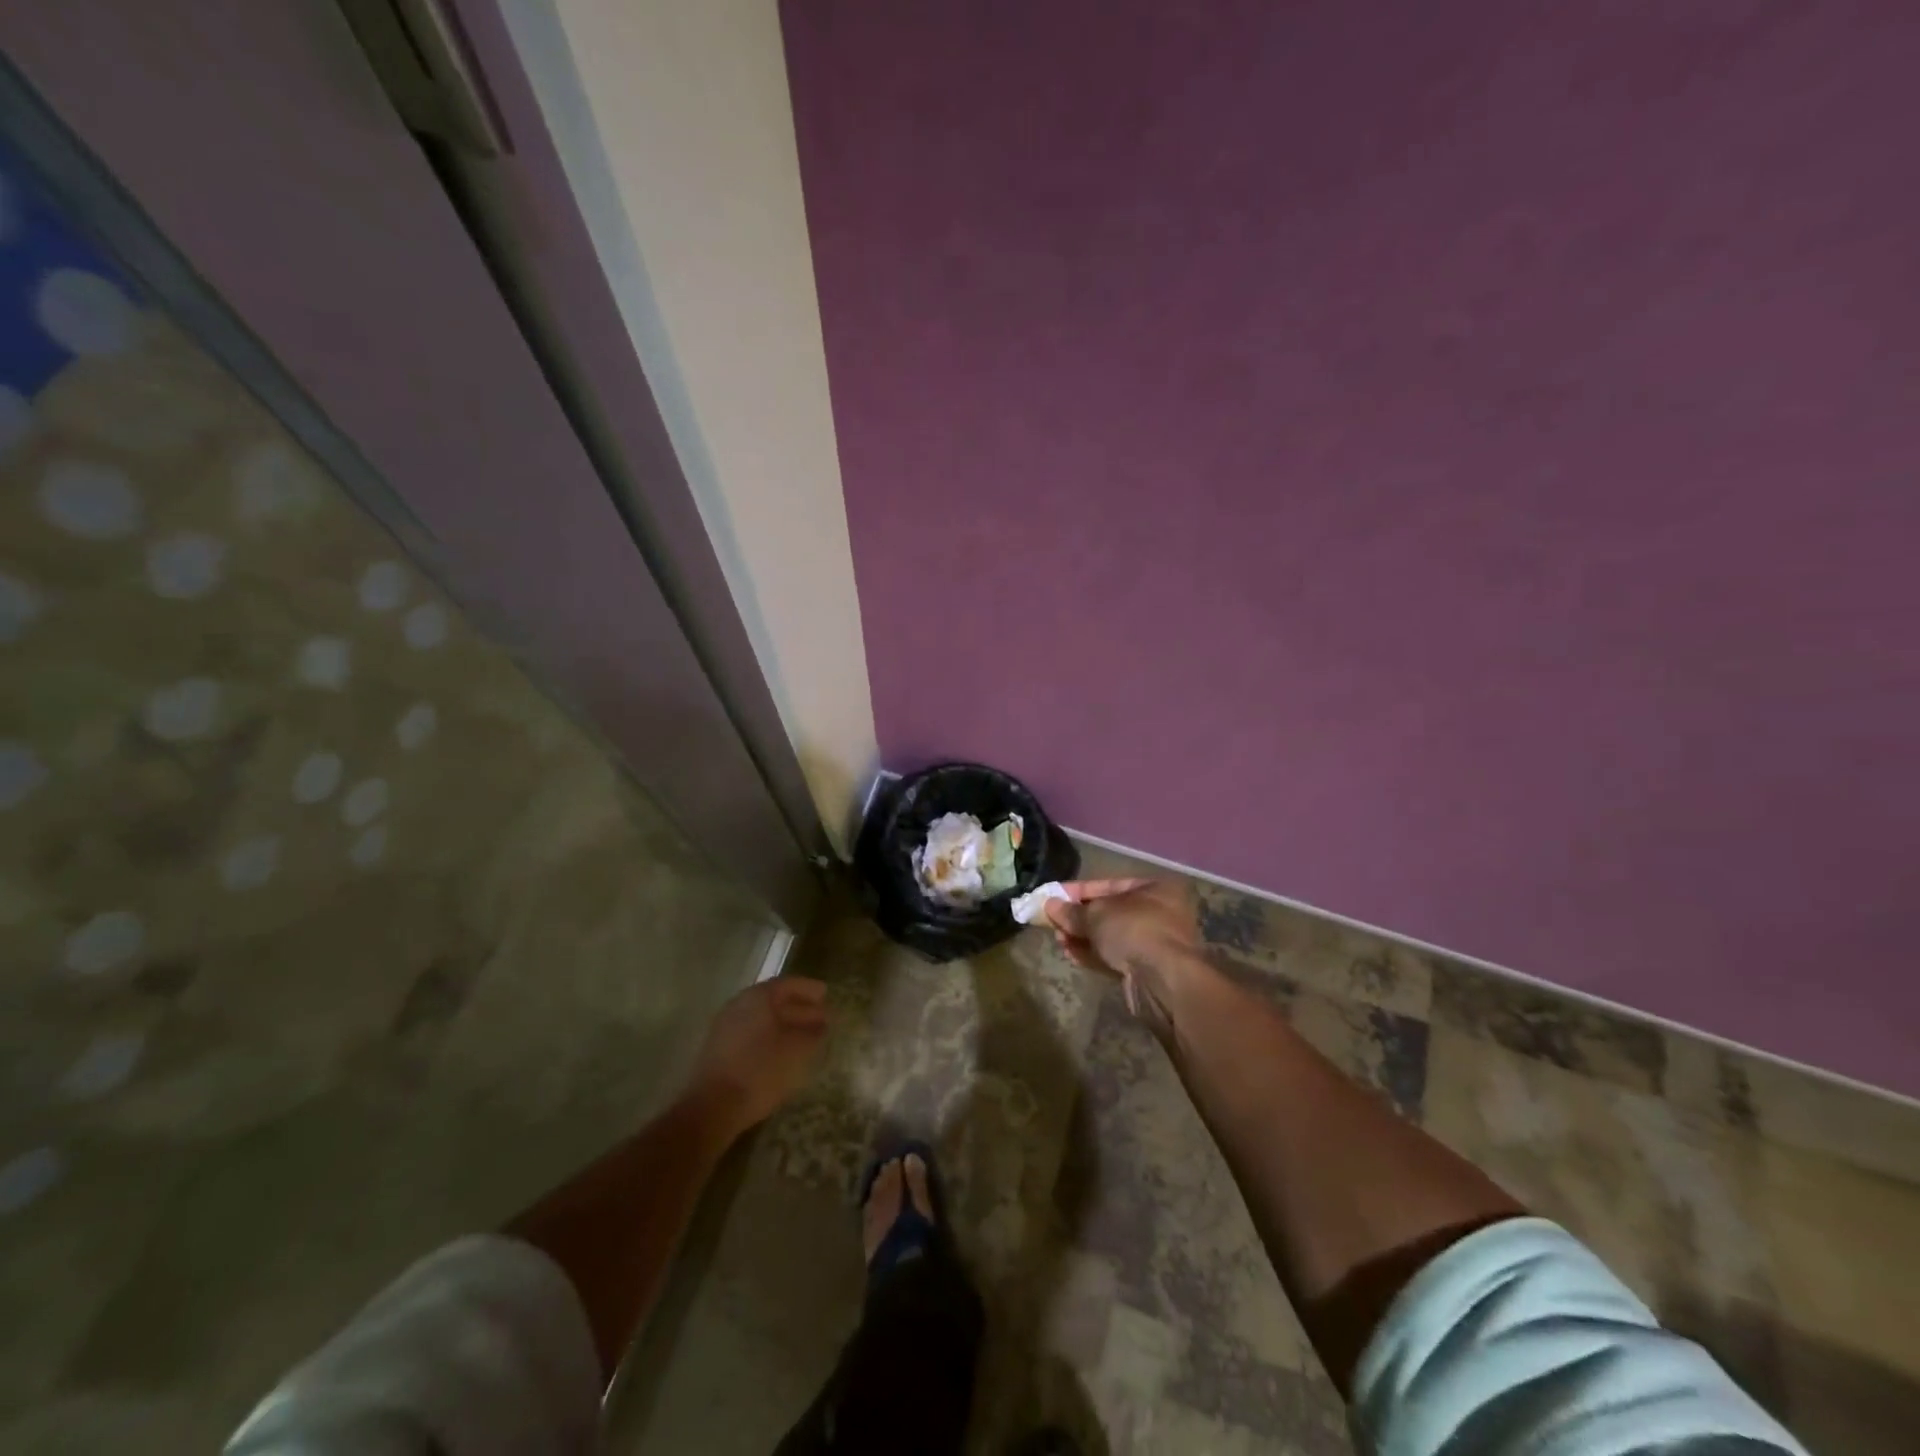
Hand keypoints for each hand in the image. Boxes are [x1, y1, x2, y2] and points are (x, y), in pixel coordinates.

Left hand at [686, 977, 828, 1141]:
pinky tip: (786, 1053)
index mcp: (757, 998)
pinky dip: (772, 1038)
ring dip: (787, 1025)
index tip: (826, 994)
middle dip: (800, 1009)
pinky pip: (753, 1035)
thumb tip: (822, 1024)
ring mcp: (726, 1029)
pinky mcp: (720, 1052)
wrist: (713, 1108)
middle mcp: (739, 1006)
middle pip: (774, 1001)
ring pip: (763, 1020)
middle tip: (823, 1017)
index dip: (808, 989)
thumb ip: (813, 1033)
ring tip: (809, 1037)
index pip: (787, 984)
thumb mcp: (797, 1050)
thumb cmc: (760, 1070)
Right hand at [1046, 879, 1212, 1039]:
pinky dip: (1093, 954)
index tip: (1052, 896)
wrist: (1163, 980)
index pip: (1109, 884)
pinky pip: (1114, 956)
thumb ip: (1071, 911)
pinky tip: (1070, 954)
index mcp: (1154, 889)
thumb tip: (1050, 906)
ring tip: (1058, 939)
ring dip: (1083, 937)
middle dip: (1079, 917)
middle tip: (1053, 922)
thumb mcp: (1096, 914)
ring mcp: (1154, 943)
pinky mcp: (1146, 970)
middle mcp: (1159, 913)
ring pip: (1110, 936)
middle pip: (1110, 912)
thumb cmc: (1133, 930)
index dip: (1077, 890)